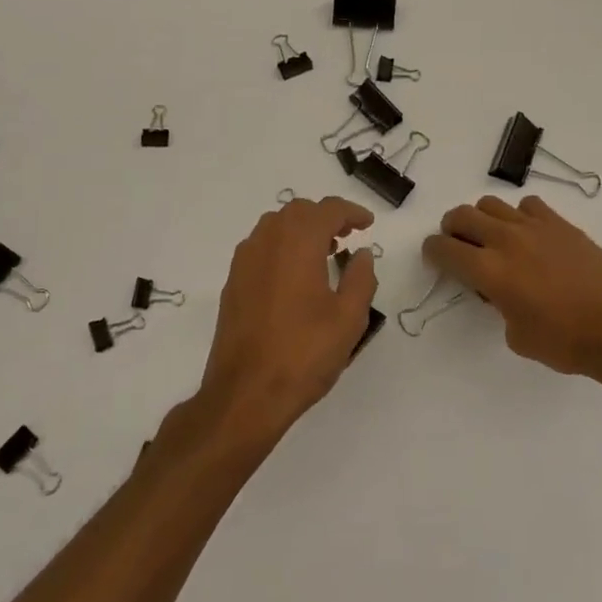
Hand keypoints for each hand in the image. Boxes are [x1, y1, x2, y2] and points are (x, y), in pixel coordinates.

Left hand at [195, 196, 379, 449]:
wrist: (246, 392)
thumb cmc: (304, 354)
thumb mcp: (349, 318)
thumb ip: (361, 278)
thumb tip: (362, 254)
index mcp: (298, 242)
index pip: (327, 210)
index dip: (351, 212)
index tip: (367, 224)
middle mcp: (267, 241)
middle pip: (298, 211)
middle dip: (325, 217)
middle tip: (348, 237)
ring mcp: (245, 261)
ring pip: (276, 226)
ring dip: (302, 230)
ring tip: (324, 254)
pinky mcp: (233, 282)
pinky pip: (261, 247)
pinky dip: (282, 246)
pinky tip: (295, 275)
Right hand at [422, 195, 601, 382]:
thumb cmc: (566, 342)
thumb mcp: (517, 336)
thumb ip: (499, 306)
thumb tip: (501, 292)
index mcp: (489, 270)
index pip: (444, 248)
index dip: (432, 253)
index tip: (435, 260)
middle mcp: (506, 240)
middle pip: (461, 216)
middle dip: (451, 230)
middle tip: (458, 247)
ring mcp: (535, 227)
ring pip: (491, 204)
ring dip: (483, 219)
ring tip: (493, 239)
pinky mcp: (561, 224)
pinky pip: (528, 206)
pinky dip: (519, 216)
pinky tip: (529, 236)